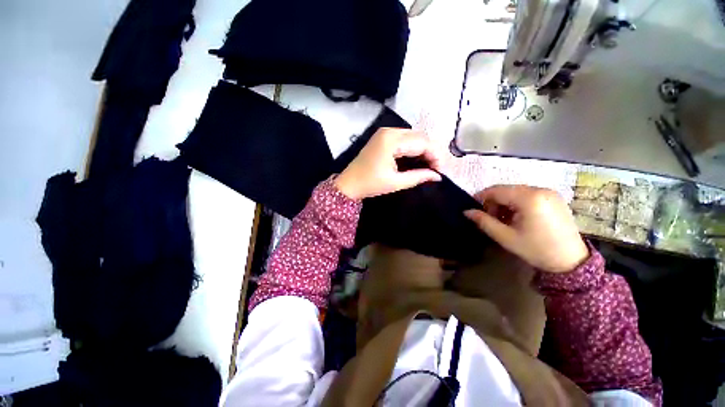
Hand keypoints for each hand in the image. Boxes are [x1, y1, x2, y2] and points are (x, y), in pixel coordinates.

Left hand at [334, 128, 441, 199]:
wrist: (349, 183)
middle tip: (434, 169)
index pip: (422, 142)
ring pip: (413, 136)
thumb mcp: (396, 182)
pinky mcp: (383, 137)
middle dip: (430, 152)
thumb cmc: (370, 184)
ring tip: (427, 165)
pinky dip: (413, 148)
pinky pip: (404, 138)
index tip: (439, 171)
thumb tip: (438, 176)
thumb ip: (419, 177)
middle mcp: (390, 131)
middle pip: (419, 136)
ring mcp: (385, 132)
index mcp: (392, 140)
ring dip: (423, 149)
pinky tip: (416, 159)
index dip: (435, 156)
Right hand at [464, 185, 587, 272]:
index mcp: (529, 198)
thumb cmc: (536, 249)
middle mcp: (540, 190)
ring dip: (504, 203)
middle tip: (489, 218)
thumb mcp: (506, 237)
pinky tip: (517, 217)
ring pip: (516, 192)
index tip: (472, 209)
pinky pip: (528, 195)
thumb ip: (484, 222)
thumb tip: (466, 212)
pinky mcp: (554, 198)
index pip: (496, 190)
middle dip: (493, 202)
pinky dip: (517, 203)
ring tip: (503, 220)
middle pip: (506, 190)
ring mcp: (549, 193)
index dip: (481, 197)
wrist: (571, 262)